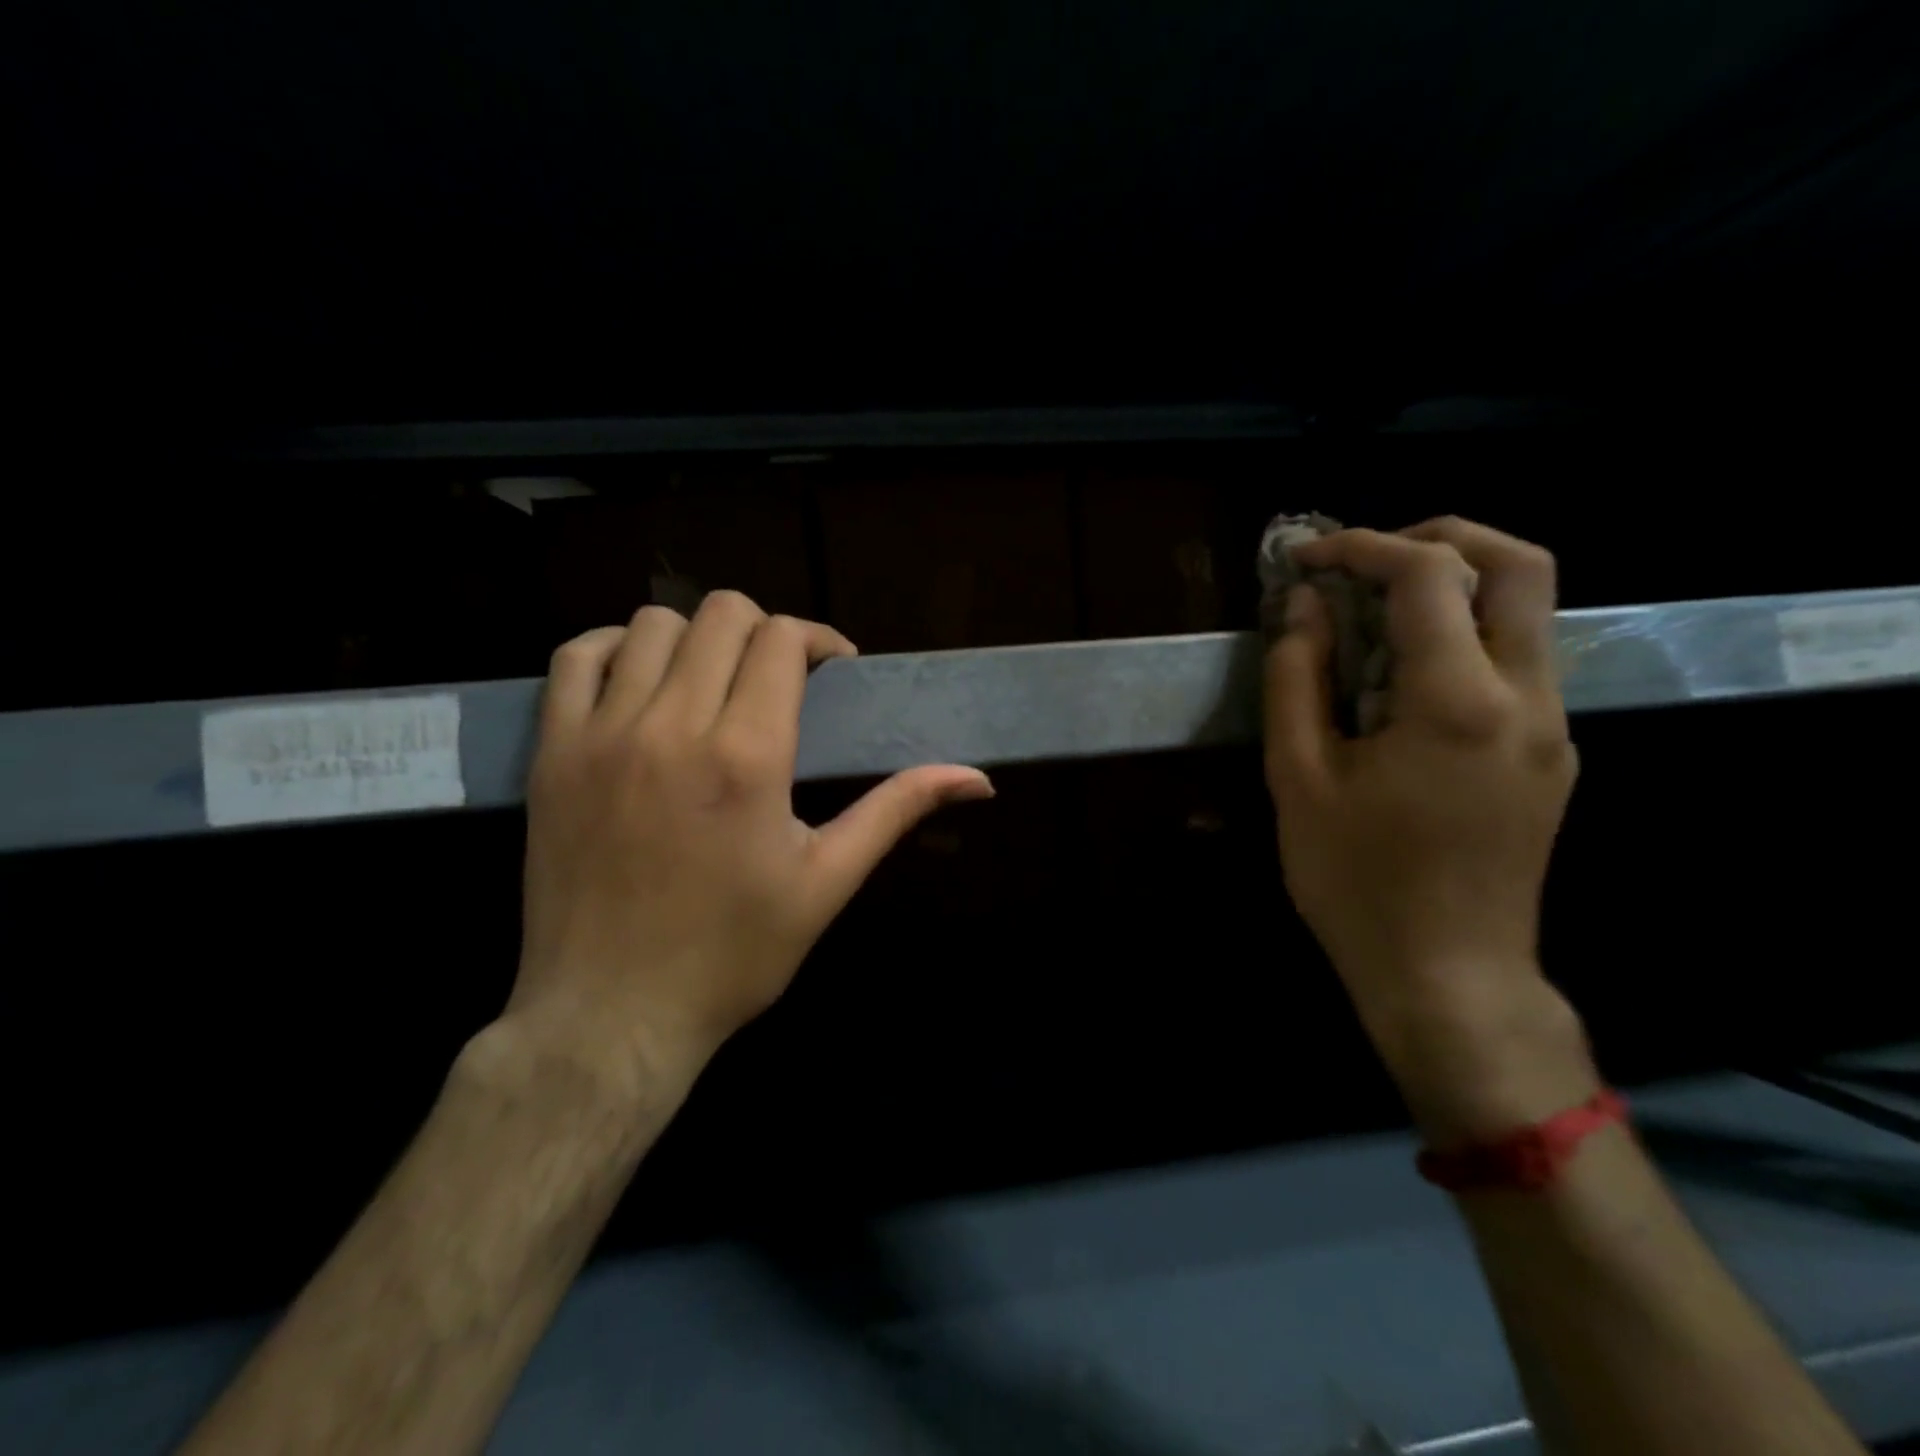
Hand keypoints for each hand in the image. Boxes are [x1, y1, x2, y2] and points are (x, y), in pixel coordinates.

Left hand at [504, 592, 992, 1093]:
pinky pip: (577, 658)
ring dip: (698, 638)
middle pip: (723, 615)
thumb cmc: (732, 954)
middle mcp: (674, 726)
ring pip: (653, 625)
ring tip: (713, 682)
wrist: (611, 1015)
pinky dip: (615, 649)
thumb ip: (896, 811)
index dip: (817, 639)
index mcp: (748, 756)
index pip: (782, 639)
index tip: (831, 670)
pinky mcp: (554, 752)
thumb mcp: (827, 883)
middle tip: (779, 677)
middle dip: (765, 631)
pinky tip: (642, 681)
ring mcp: (603, 734)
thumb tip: (976, 777)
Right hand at [1263, 518, 1595, 1140]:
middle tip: (1364, 559)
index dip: (1360, 546)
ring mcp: (1552, 727)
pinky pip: (1518, 663)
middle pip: (1519, 564)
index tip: (1305, 557)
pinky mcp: (1552, 756)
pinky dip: (1463, 636)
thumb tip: (1301, 608)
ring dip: (1453, 586)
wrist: (1448, 976)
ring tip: (1372, 612)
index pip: (1426, 575)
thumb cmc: (1357, 881)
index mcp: (1457, 702)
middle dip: (1437, 538)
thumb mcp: (1298, 778)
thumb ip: (1297, 679)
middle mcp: (1527, 698)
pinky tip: (1402, 677)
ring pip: (1528, 611)